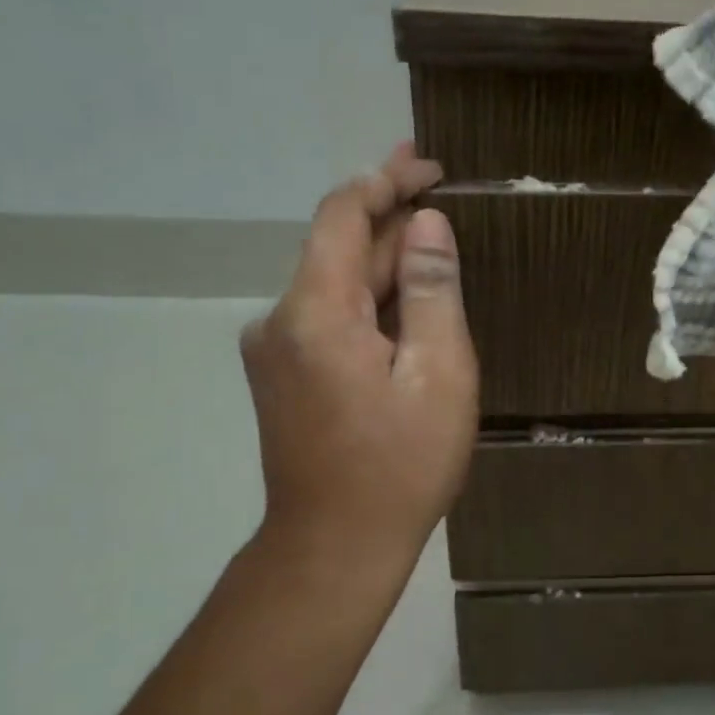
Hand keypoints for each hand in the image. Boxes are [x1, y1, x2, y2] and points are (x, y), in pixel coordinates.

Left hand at [240, 143, 478, 589]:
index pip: (341, 215)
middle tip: (437, 187)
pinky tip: (406, 304)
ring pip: (336, 283)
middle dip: (389, 217)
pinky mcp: (283, 375)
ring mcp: (276, 350)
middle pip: (338, 248)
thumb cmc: (400, 465)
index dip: (384, 181)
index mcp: (315, 313)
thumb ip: (429, 291)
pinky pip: (329, 316)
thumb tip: (426, 224)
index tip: (428, 165)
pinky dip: (368, 298)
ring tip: (431, 242)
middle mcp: (280, 320)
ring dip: (382, 259)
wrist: (334, 548)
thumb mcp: (438, 374)